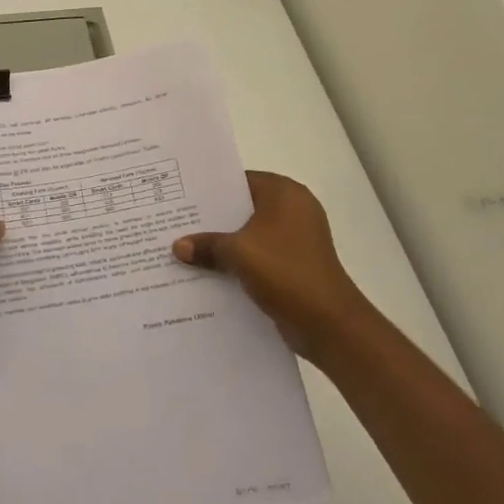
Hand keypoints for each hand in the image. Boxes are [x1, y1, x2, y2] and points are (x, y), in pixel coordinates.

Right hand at [172, 171, 369, 358]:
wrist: (328, 323)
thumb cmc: (285, 272)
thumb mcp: (238, 253)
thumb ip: (206, 244)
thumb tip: (178, 246)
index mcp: (284, 193)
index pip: (239, 180)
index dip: (209, 189)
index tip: (180, 198)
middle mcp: (293, 209)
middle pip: (243, 208)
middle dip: (212, 219)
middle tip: (176, 223)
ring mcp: (295, 238)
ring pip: (249, 234)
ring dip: (223, 243)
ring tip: (185, 248)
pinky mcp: (294, 263)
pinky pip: (257, 254)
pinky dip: (237, 261)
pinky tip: (208, 271)